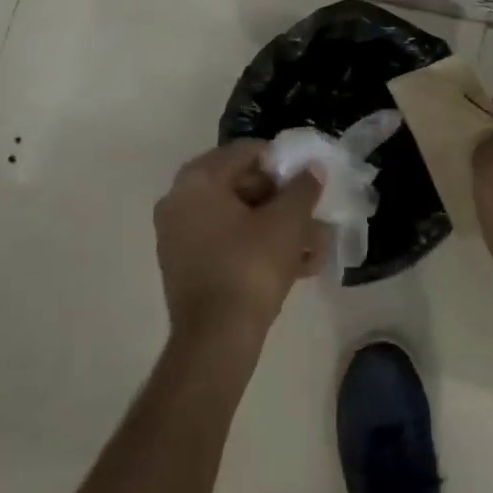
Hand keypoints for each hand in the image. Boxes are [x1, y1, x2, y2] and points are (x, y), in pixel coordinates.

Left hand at [154, 141, 322, 345]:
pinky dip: (258, 247)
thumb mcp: (288, 221)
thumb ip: (303, 187)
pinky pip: (227, 242)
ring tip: (313, 246)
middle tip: (313, 215)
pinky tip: (296, 266)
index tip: (310, 181)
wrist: (216, 340)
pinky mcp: (185, 266)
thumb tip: (313, 169)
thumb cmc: (251, 266)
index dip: (284, 162)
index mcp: (198, 179)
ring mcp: (178, 236)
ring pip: (238, 218)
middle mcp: (179, 200)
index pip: (248, 152)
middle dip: (283, 200)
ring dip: (277, 227)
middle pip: (242, 184)